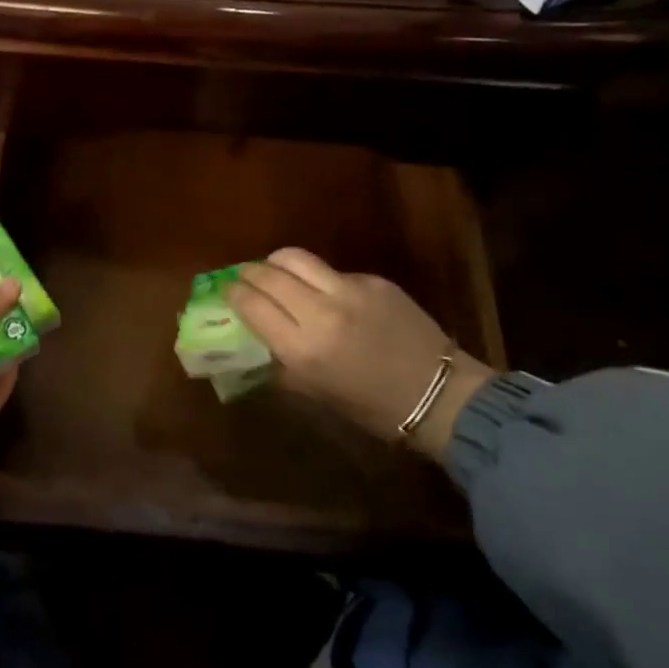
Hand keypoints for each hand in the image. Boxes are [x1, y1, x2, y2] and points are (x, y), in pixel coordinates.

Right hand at [226, 249, 492, 459]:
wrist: (440, 395)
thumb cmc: (373, 408)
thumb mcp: (317, 394)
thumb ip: (283, 364)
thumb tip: (256, 342)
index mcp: (303, 349)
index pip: (251, 305)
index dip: (234, 294)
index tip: (227, 292)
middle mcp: (320, 312)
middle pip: (268, 275)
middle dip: (249, 273)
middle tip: (243, 277)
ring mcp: (349, 290)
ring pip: (296, 258)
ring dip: (276, 262)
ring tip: (272, 270)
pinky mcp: (372, 280)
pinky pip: (331, 270)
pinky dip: (317, 277)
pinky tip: (323, 291)